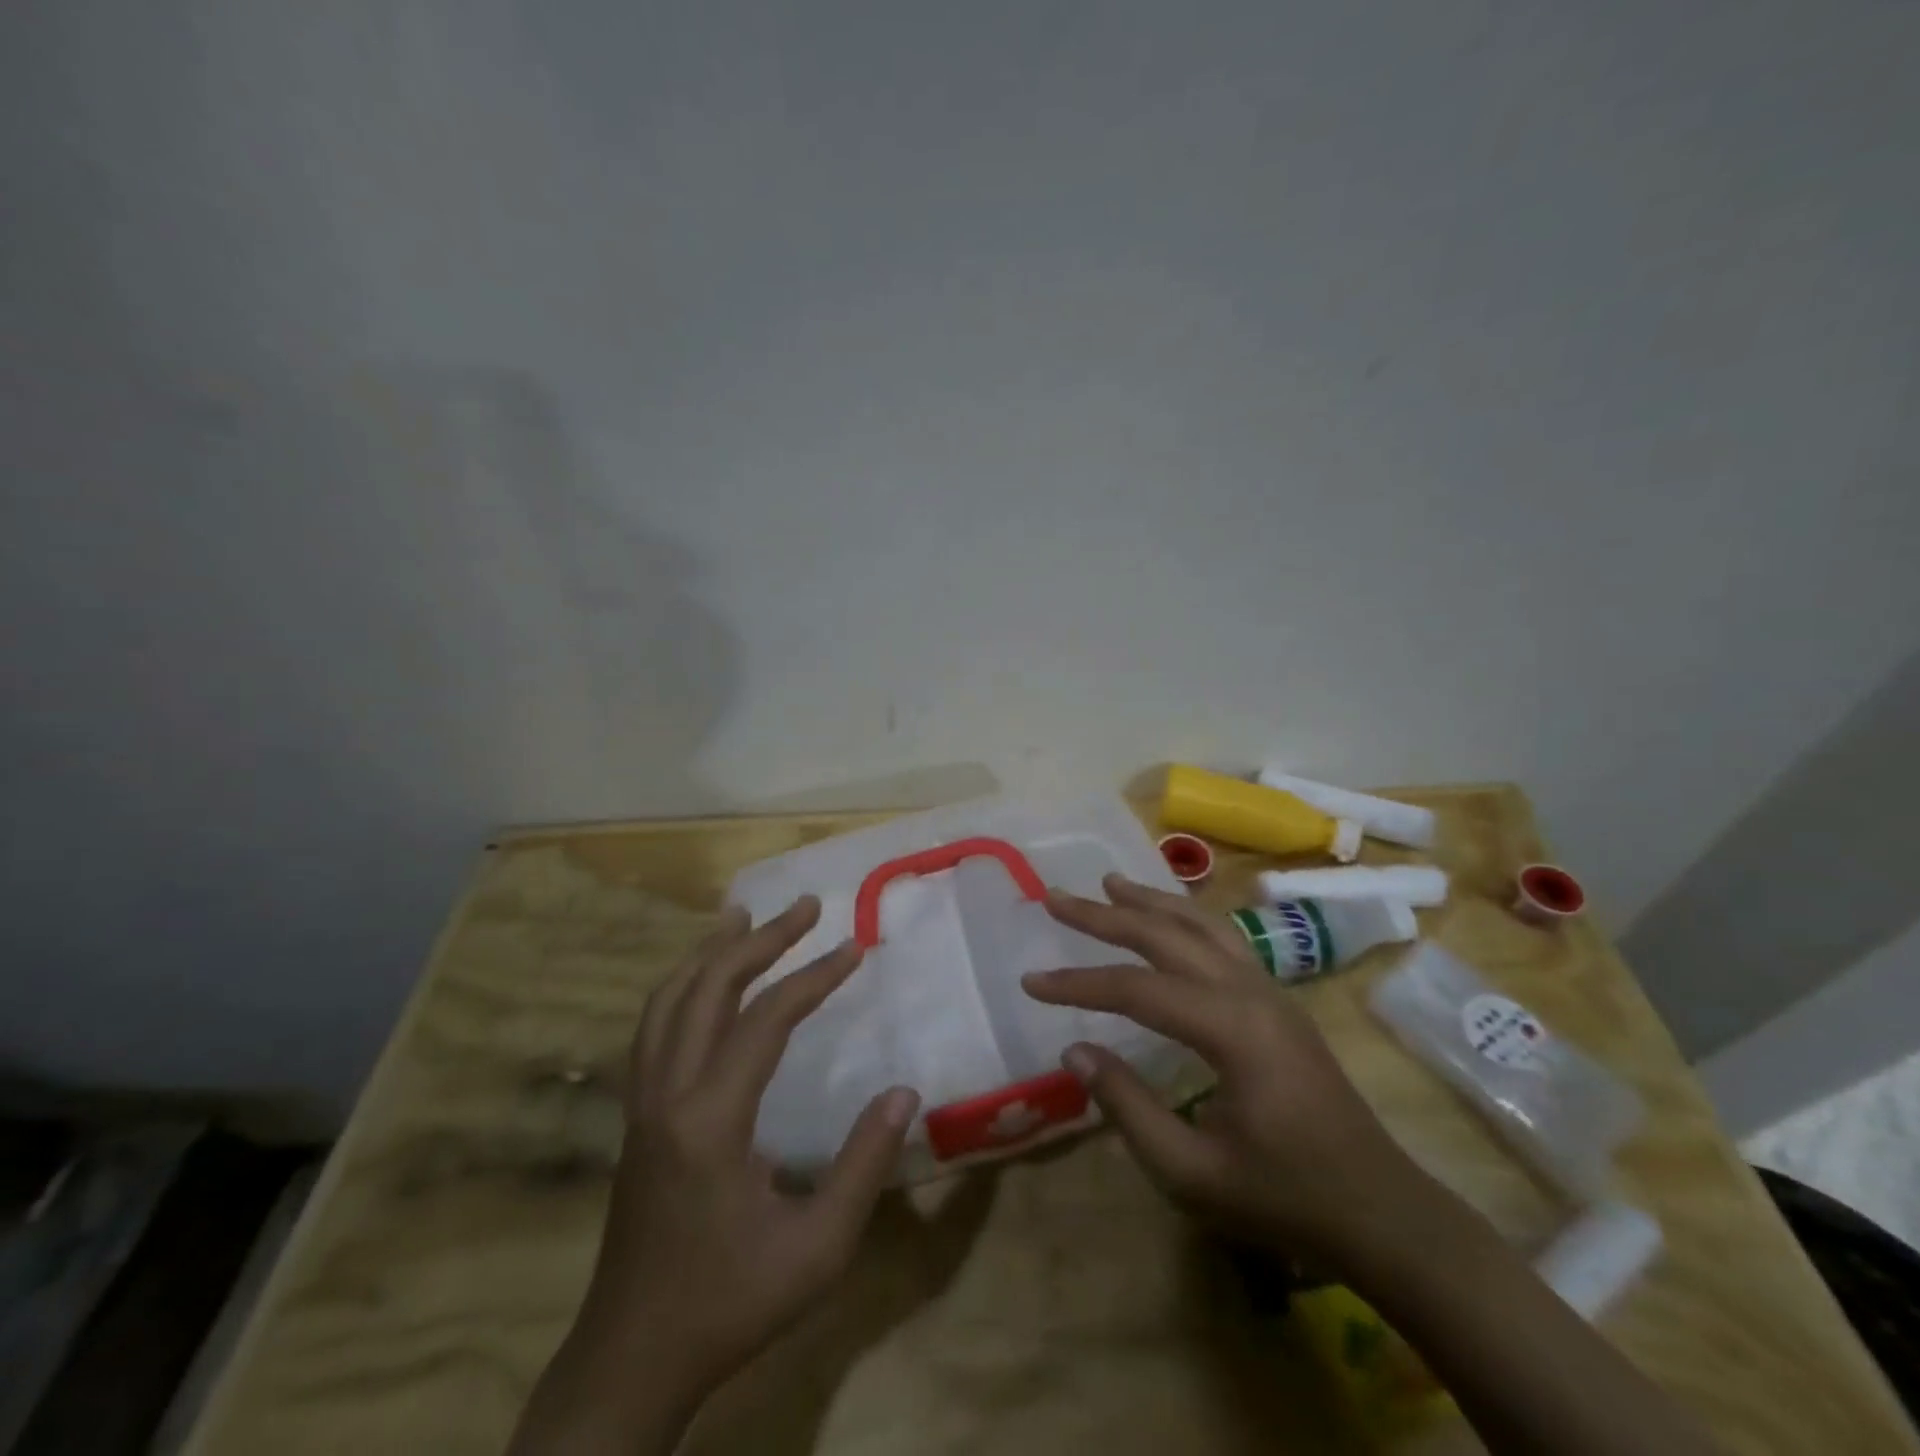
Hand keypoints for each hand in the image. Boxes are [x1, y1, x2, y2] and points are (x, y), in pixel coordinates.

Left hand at [511, 896, 918, 1455]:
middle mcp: (667, 1094)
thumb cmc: (730, 1304)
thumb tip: (904, 1093)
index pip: (766, 1020)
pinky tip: (704, 982)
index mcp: (710, 1120)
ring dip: (710, 952)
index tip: (854, 948)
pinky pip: (654, 1027)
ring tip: (744, 916)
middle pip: (708, 989)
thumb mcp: (817, 1249)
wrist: (631, 1360)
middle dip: (761, 939)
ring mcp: (642, 1102)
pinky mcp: (635, 1116)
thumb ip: (863, 1166)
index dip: (814, 977)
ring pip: (668, 1001)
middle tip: (806, 906)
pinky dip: (683, 986)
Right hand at [1023, 873, 1424, 1265]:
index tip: (1030, 982)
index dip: (1078, 984)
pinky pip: (1223, 938)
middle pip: (1166, 935)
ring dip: (1150, 902)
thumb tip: (1073, 1050)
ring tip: (1110, 882)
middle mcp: (1250, 990)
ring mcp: (1270, 990)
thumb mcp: (1192, 1172)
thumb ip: (1128, 1107)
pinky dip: (1185, 917)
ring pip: (1200, 925)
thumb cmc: (1284, 1198)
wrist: (1380, 1211)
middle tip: (1057, 897)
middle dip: (1106, 915)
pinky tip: (1170, 919)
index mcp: (1231, 1028)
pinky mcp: (1278, 1000)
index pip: (1136, 988)